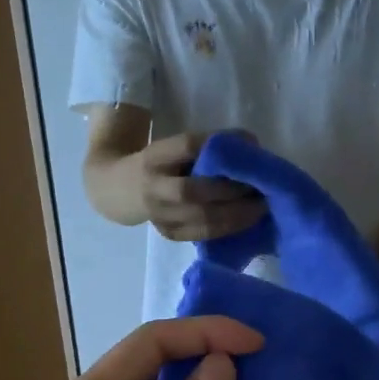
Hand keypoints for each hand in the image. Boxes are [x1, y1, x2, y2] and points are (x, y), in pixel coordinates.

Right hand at [134, 133, 265, 241]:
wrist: (117, 189)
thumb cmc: (159, 163)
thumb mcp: (173, 147)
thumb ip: (207, 145)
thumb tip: (253, 145)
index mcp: (155, 156)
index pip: (187, 147)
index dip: (219, 148)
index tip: (250, 148)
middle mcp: (153, 186)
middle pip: (192, 191)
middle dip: (230, 190)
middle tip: (260, 188)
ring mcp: (158, 214)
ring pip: (200, 219)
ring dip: (236, 214)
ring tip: (261, 207)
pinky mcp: (168, 234)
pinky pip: (202, 234)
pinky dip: (228, 228)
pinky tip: (248, 222)